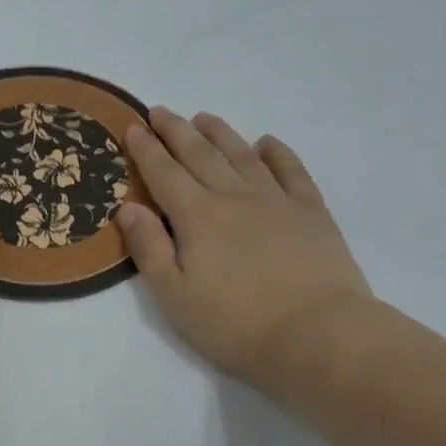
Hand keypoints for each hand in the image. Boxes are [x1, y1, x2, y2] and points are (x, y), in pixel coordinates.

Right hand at [117, 108, 374, 398]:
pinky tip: (267, 143)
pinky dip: (277, 153)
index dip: (146, 150)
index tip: (132, 127)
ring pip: (242, 155)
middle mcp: (234, 197)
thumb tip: (128, 207)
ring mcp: (277, 201)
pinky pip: (292, 171)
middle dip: (176, 131)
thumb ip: (148, 248)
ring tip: (204, 118)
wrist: (317, 334)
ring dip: (221, 133)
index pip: (164, 173)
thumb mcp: (174, 295)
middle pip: (200, 154)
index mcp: (197, 216)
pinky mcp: (312, 213)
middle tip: (160, 111)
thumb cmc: (235, 323)